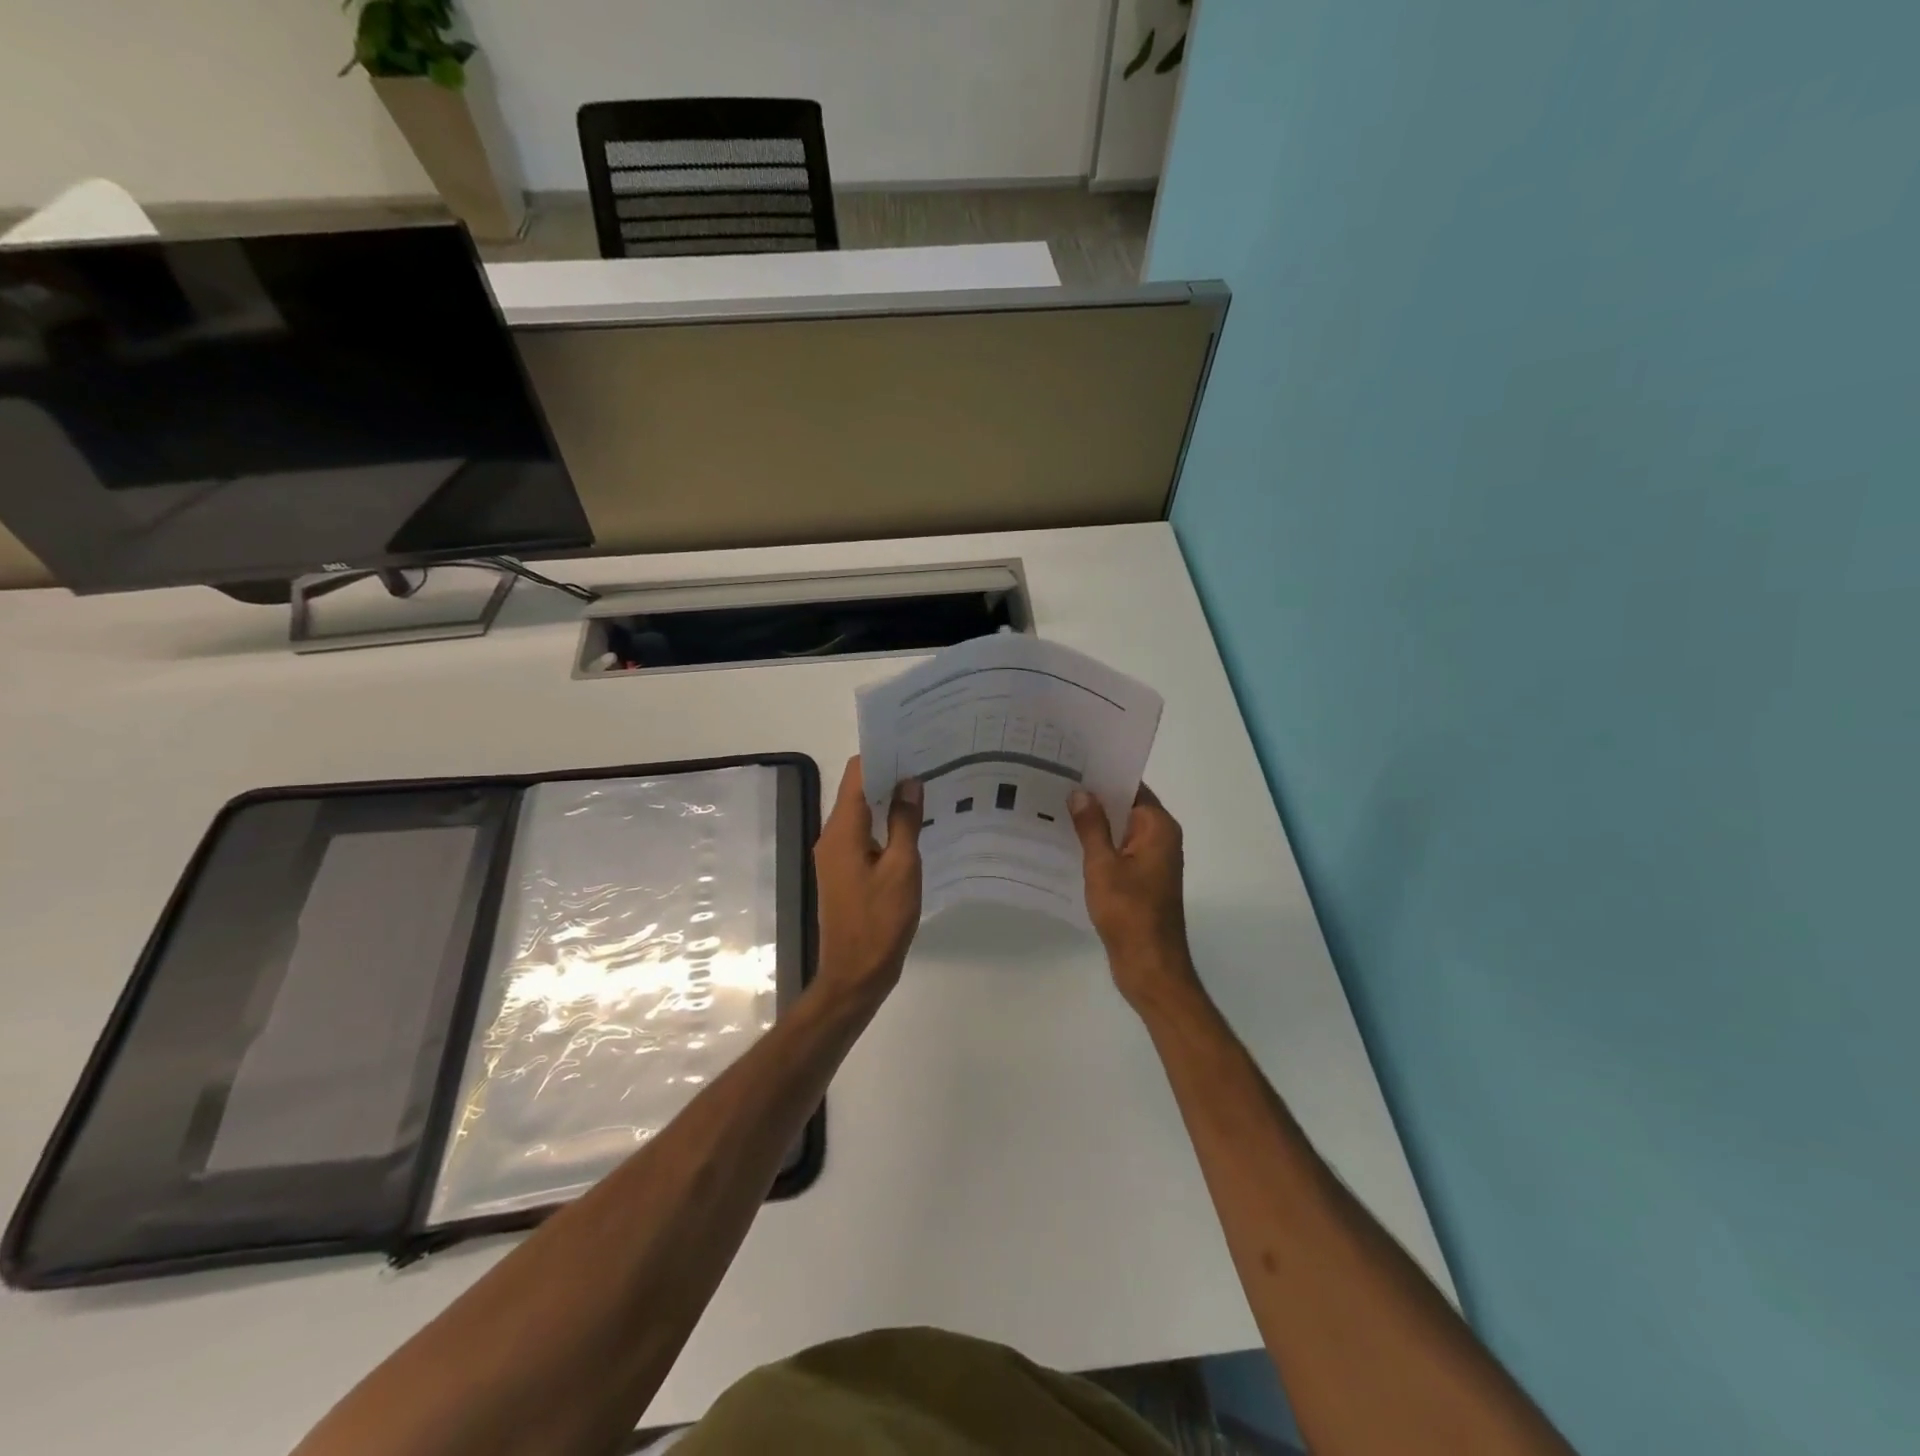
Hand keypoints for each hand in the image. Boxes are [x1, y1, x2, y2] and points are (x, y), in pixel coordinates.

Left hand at [813, 756, 923, 1004]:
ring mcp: (835, 856)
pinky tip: (913, 828)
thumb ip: (905, 822)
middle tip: (928, 764)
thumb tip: (909, 782)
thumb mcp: (902, 869)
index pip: (856, 774)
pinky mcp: (844, 873)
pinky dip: (884, 826)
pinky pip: (863, 836)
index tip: (913, 744)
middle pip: (857, 791)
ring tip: (925, 790)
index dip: (882, 755)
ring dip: (888, 801)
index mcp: (842, 831)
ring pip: (861, 814)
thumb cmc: (880, 921)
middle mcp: (831, 837)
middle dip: (889, 775)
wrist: (855, 975)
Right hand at [1069, 783, 1201, 1011]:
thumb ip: (1092, 827)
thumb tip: (1081, 792)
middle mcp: (1160, 838)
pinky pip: (1119, 851)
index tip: (1073, 763)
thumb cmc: (1129, 912)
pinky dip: (1098, 845)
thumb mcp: (1103, 865)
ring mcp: (1152, 861)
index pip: (1132, 787)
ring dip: (1094, 823)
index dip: (1104, 774)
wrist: (1149, 966)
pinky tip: (1068, 843)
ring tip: (1054, 807)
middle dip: (1095, 797)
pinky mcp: (1142, 880)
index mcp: (1158, 828)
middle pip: (1126, 806)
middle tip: (1055, 782)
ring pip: (1120, 830)